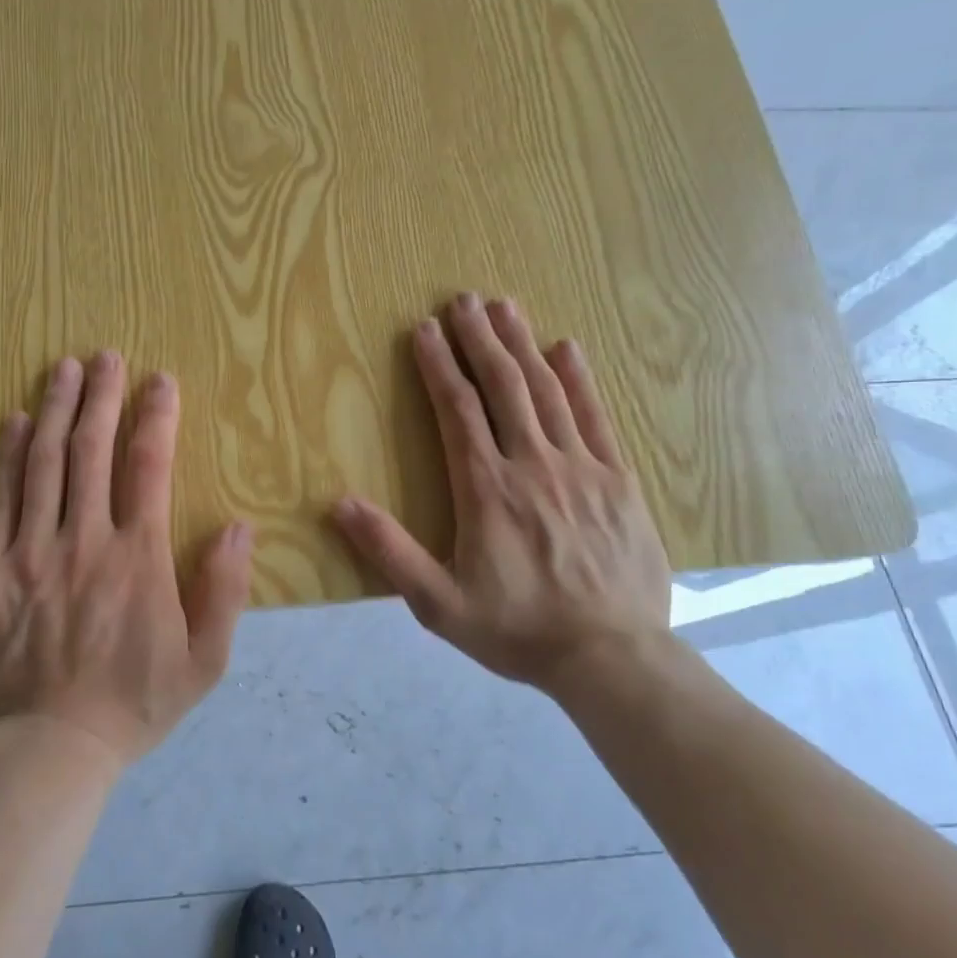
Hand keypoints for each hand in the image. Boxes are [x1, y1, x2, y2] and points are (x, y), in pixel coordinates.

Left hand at [0, 353, 252, 767]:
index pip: (150, 467)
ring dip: (57, 410)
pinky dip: (7, 456)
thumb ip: (226, 591)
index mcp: (139, 558)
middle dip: (103, 397)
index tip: (160, 380)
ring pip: (44, 464)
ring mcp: (31, 553)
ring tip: (65, 369)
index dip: (156, 417)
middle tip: (106, 356)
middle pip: (92, 451)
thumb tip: (240, 528)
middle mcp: (84, 541)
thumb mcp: (205, 662)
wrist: (50, 749)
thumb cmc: (135, 704)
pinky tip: (16, 422)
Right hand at [334, 293, 670, 693]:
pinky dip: (580, 379)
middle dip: (480, 339)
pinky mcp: (618, 480)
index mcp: (486, 489)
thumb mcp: (439, 604)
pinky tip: (567, 348)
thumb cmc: (517, 630)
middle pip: (503, 386)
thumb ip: (389, 551)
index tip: (425, 329)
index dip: (439, 365)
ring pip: (548, 391)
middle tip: (464, 299)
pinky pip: (596, 417)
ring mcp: (581, 468)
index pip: (457, 410)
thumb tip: (338, 504)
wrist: (612, 658)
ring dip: (522, 345)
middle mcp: (532, 464)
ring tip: (505, 307)